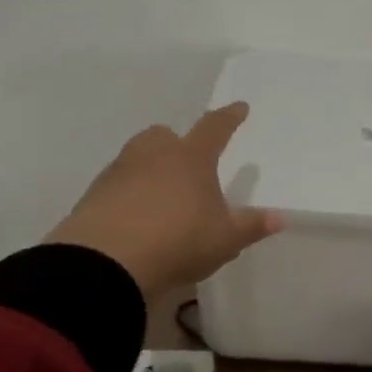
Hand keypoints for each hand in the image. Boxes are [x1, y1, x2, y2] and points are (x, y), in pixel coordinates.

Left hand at [44, 102, 283, 301]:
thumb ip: (251, 226)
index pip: (215, 127)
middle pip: (164, 135)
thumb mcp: (225, 239)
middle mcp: (154, 155)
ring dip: (149, 168)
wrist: (105, 263)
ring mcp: (118, 173)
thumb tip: (280, 218)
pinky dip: (126, 194)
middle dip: (176, 143)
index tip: (239, 107)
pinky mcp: (91, 196)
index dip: (229, 117)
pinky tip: (134, 218)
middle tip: (186, 160)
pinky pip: (115, 186)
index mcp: (191, 157)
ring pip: (137, 158)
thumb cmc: (178, 241)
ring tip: (161, 195)